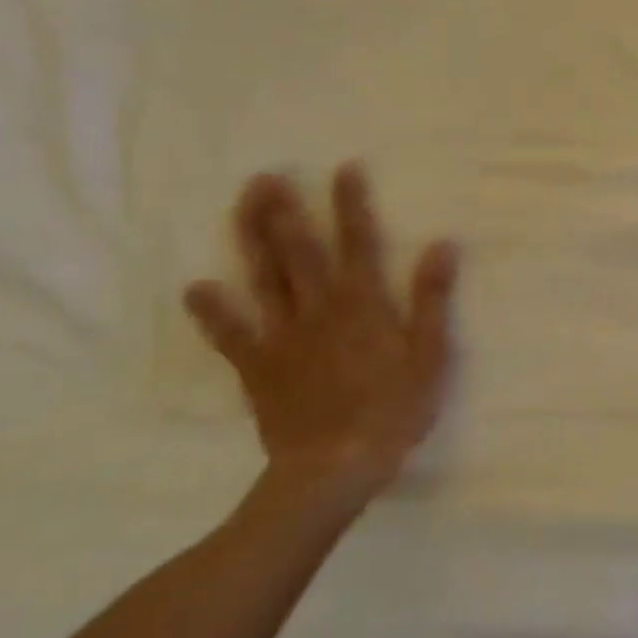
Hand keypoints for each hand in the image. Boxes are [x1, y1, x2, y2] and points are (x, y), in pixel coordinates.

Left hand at [184, 164, 459, 498]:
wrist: (334, 468)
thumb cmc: (394, 410)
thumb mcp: (430, 355)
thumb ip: (432, 299)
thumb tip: (441, 246)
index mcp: (363, 303)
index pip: (358, 242)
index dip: (351, 204)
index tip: (344, 169)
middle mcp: (319, 308)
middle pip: (298, 251)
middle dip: (283, 211)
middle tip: (266, 176)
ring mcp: (283, 336)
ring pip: (263, 278)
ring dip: (251, 239)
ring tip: (243, 206)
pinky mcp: (258, 366)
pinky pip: (231, 334)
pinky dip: (213, 311)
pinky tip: (196, 288)